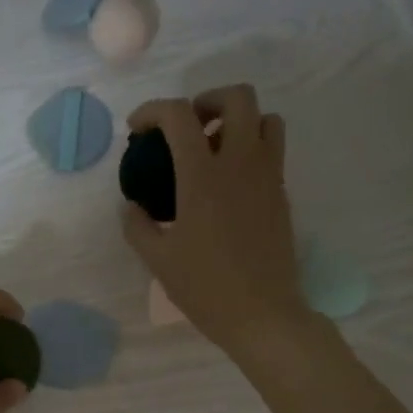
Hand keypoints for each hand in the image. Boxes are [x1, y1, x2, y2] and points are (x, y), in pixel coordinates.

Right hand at [122, 84, 310, 363]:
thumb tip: (131, 206)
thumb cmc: (205, 288)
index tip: (137, 129)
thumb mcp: (158, 260)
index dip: (152, 110)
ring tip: (213, 149)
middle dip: (207, 100)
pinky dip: (250, 149)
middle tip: (186, 128)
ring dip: (238, 121)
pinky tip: (228, 184)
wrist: (262, 315)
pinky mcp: (282, 194)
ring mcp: (268, 176)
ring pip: (265, 119)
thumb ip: (137, 225)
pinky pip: (272, 151)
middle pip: (238, 97)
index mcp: (203, 176)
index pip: (179, 115)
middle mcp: (240, 163)